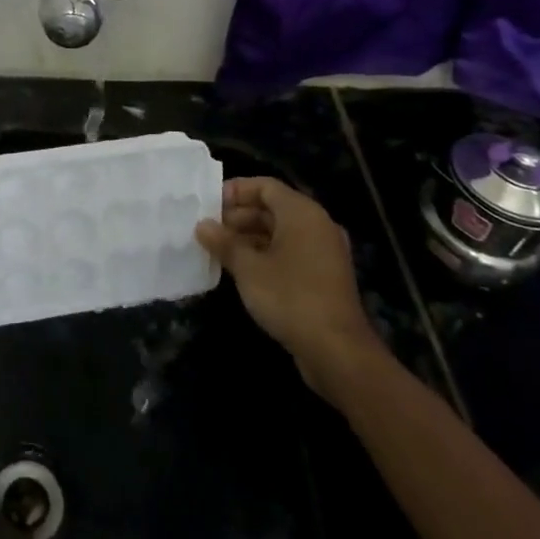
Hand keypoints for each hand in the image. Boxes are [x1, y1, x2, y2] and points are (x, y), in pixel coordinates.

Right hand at [195, 178, 387, 403]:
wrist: (337, 351)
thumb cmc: (290, 297)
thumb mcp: (248, 268)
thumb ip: (224, 242)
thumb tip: (202, 225)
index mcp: (302, 213)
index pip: (265, 186)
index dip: (235, 191)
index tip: (209, 205)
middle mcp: (317, 225)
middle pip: (273, 208)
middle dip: (239, 216)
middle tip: (209, 230)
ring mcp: (324, 252)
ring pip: (281, 232)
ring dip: (250, 237)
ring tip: (219, 250)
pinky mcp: (324, 277)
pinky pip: (290, 252)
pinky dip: (266, 254)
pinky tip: (242, 270)